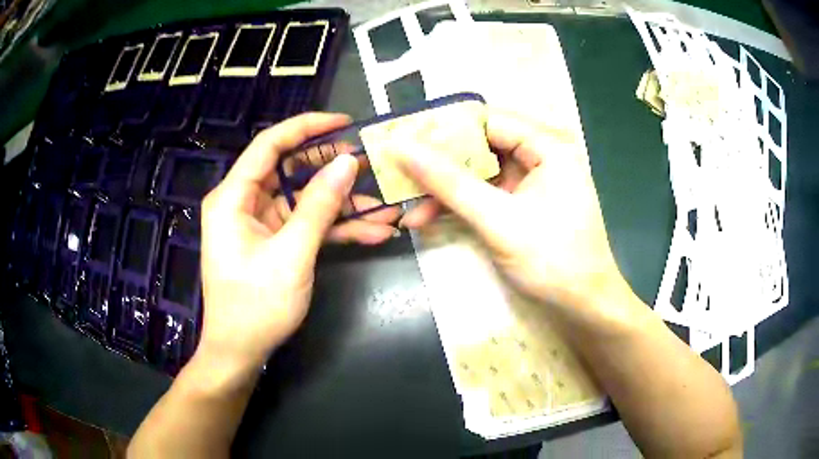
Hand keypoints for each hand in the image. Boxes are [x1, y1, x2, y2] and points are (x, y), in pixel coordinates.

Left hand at [198, 113, 398, 374]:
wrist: (240, 352)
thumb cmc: (256, 305)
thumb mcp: (292, 254)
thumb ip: (319, 206)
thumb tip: (347, 163)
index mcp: (234, 196)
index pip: (270, 145)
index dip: (307, 127)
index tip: (344, 123)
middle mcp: (244, 202)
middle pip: (291, 170)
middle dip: (333, 169)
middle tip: (371, 165)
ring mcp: (261, 223)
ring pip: (305, 199)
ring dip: (343, 204)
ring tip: (385, 206)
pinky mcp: (275, 241)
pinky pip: (307, 224)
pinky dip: (336, 228)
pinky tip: (373, 232)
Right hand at [397, 108, 637, 329]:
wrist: (582, 307)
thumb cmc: (552, 261)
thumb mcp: (497, 219)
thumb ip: (449, 182)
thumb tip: (401, 148)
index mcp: (547, 146)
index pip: (487, 121)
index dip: (444, 130)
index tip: (405, 142)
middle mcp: (541, 156)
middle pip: (480, 147)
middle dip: (440, 166)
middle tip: (401, 176)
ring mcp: (532, 182)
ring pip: (479, 174)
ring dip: (445, 191)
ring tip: (408, 208)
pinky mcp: (524, 204)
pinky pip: (486, 195)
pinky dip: (460, 206)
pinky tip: (429, 218)